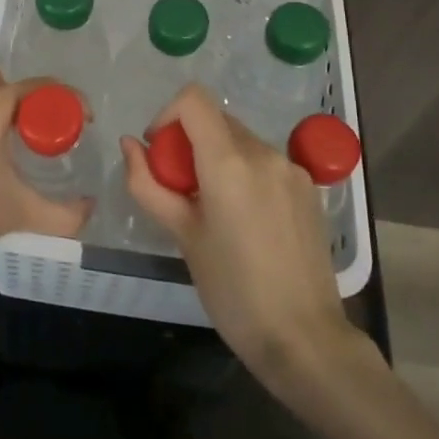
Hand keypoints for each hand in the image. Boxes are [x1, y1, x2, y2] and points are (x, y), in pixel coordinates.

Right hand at [119, 85, 360, 389]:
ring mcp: (291, 169)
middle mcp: (264, 152)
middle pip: (216, 120)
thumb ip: (149, 184)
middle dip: (190, 142)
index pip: (193, 99)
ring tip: (214, 210)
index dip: (167, 115)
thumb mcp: (182, 236)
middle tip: (181, 190)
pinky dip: (245, 173)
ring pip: (241, 141)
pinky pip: (265, 162)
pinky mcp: (308, 188)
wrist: (304, 338)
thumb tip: (130, 145)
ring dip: (218, 158)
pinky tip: (246, 220)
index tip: (159, 152)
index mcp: (229, 162)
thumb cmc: (233, 290)